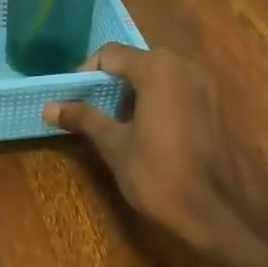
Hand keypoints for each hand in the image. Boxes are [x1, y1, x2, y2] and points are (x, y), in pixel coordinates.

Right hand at [44, 45, 264, 255]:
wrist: (215, 212)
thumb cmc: (159, 175)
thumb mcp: (114, 145)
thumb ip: (84, 118)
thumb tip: (49, 107)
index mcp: (158, 69)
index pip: (111, 54)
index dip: (87, 74)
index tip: (74, 100)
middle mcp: (185, 65)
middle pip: (137, 61)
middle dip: (112, 83)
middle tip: (94, 111)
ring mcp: (207, 84)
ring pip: (160, 75)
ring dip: (136, 91)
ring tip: (120, 123)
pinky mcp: (218, 104)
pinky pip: (180, 89)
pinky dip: (160, 100)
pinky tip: (151, 131)